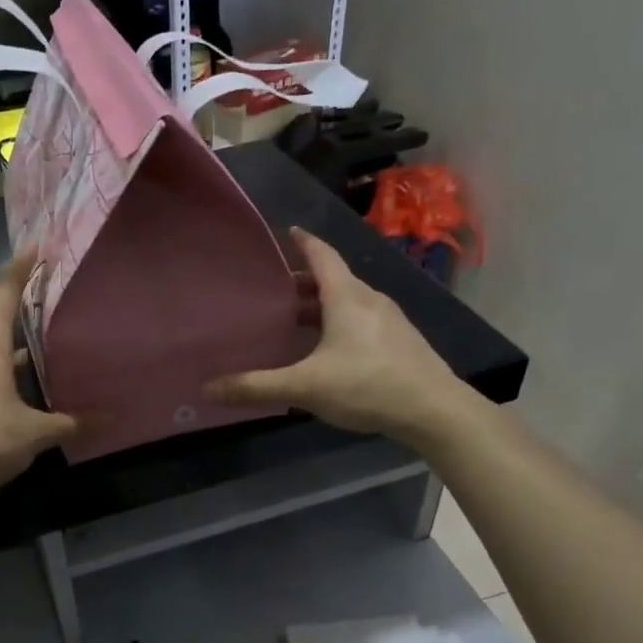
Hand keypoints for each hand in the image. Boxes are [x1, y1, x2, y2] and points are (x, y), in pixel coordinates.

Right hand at [206, 228, 471, 445]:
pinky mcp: (400, 341)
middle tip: (273, 289)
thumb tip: (209, 388)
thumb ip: (257, 386)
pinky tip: (327, 348)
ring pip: (348, 301)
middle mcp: (369, 300)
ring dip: (321, 304)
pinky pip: (361, 320)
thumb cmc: (367, 386)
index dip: (303, 241)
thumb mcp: (305, 387)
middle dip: (302, 281)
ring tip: (294, 319)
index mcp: (346, 297)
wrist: (434, 410)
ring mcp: (389, 320)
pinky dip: (338, 322)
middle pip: (333, 279)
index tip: (286, 231)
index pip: (321, 255)